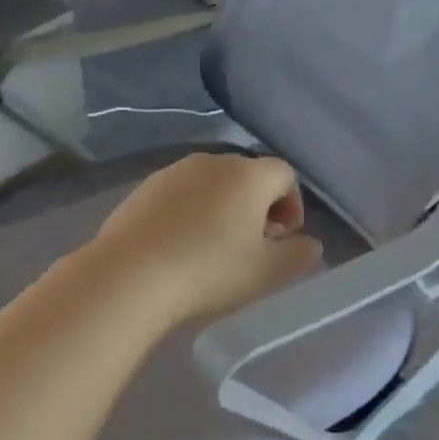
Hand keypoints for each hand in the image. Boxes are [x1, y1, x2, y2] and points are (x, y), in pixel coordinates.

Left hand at [89, 153, 322, 326]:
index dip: (292, 206)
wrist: (129, 277)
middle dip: (258, 207)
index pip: (285, 174)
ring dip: (223, 209)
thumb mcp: (268, 272)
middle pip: (248, 176)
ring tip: (214, 249)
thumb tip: (309, 244)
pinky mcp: (142, 189)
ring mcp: (172, 172)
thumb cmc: (209, 272)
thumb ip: (300, 255)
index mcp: (248, 175)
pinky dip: (190, 213)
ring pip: (212, 185)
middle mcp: (212, 162)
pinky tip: (180, 247)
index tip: (282, 239)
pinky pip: (180, 195)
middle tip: (252, 246)